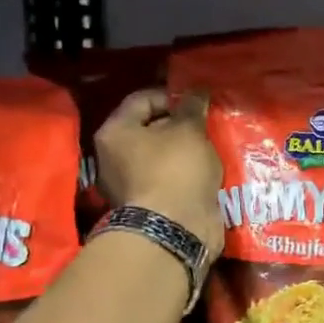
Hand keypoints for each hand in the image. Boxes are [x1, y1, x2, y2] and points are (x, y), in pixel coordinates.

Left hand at [95, 88, 224, 257]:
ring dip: (184, 151)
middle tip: (206, 126)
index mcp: (115, 132)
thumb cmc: (176, 169)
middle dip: (180, 125)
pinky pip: (167, 179)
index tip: (199, 103)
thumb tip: (196, 92)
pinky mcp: (146, 205)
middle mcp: (112, 156)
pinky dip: (184, 174)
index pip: (143, 99)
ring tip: (210, 149)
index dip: (173, 96)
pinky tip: (206, 173)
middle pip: (150, 128)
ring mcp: (127, 184)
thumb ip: (192, 107)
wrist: (174, 230)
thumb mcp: (189, 130)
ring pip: (160, 156)